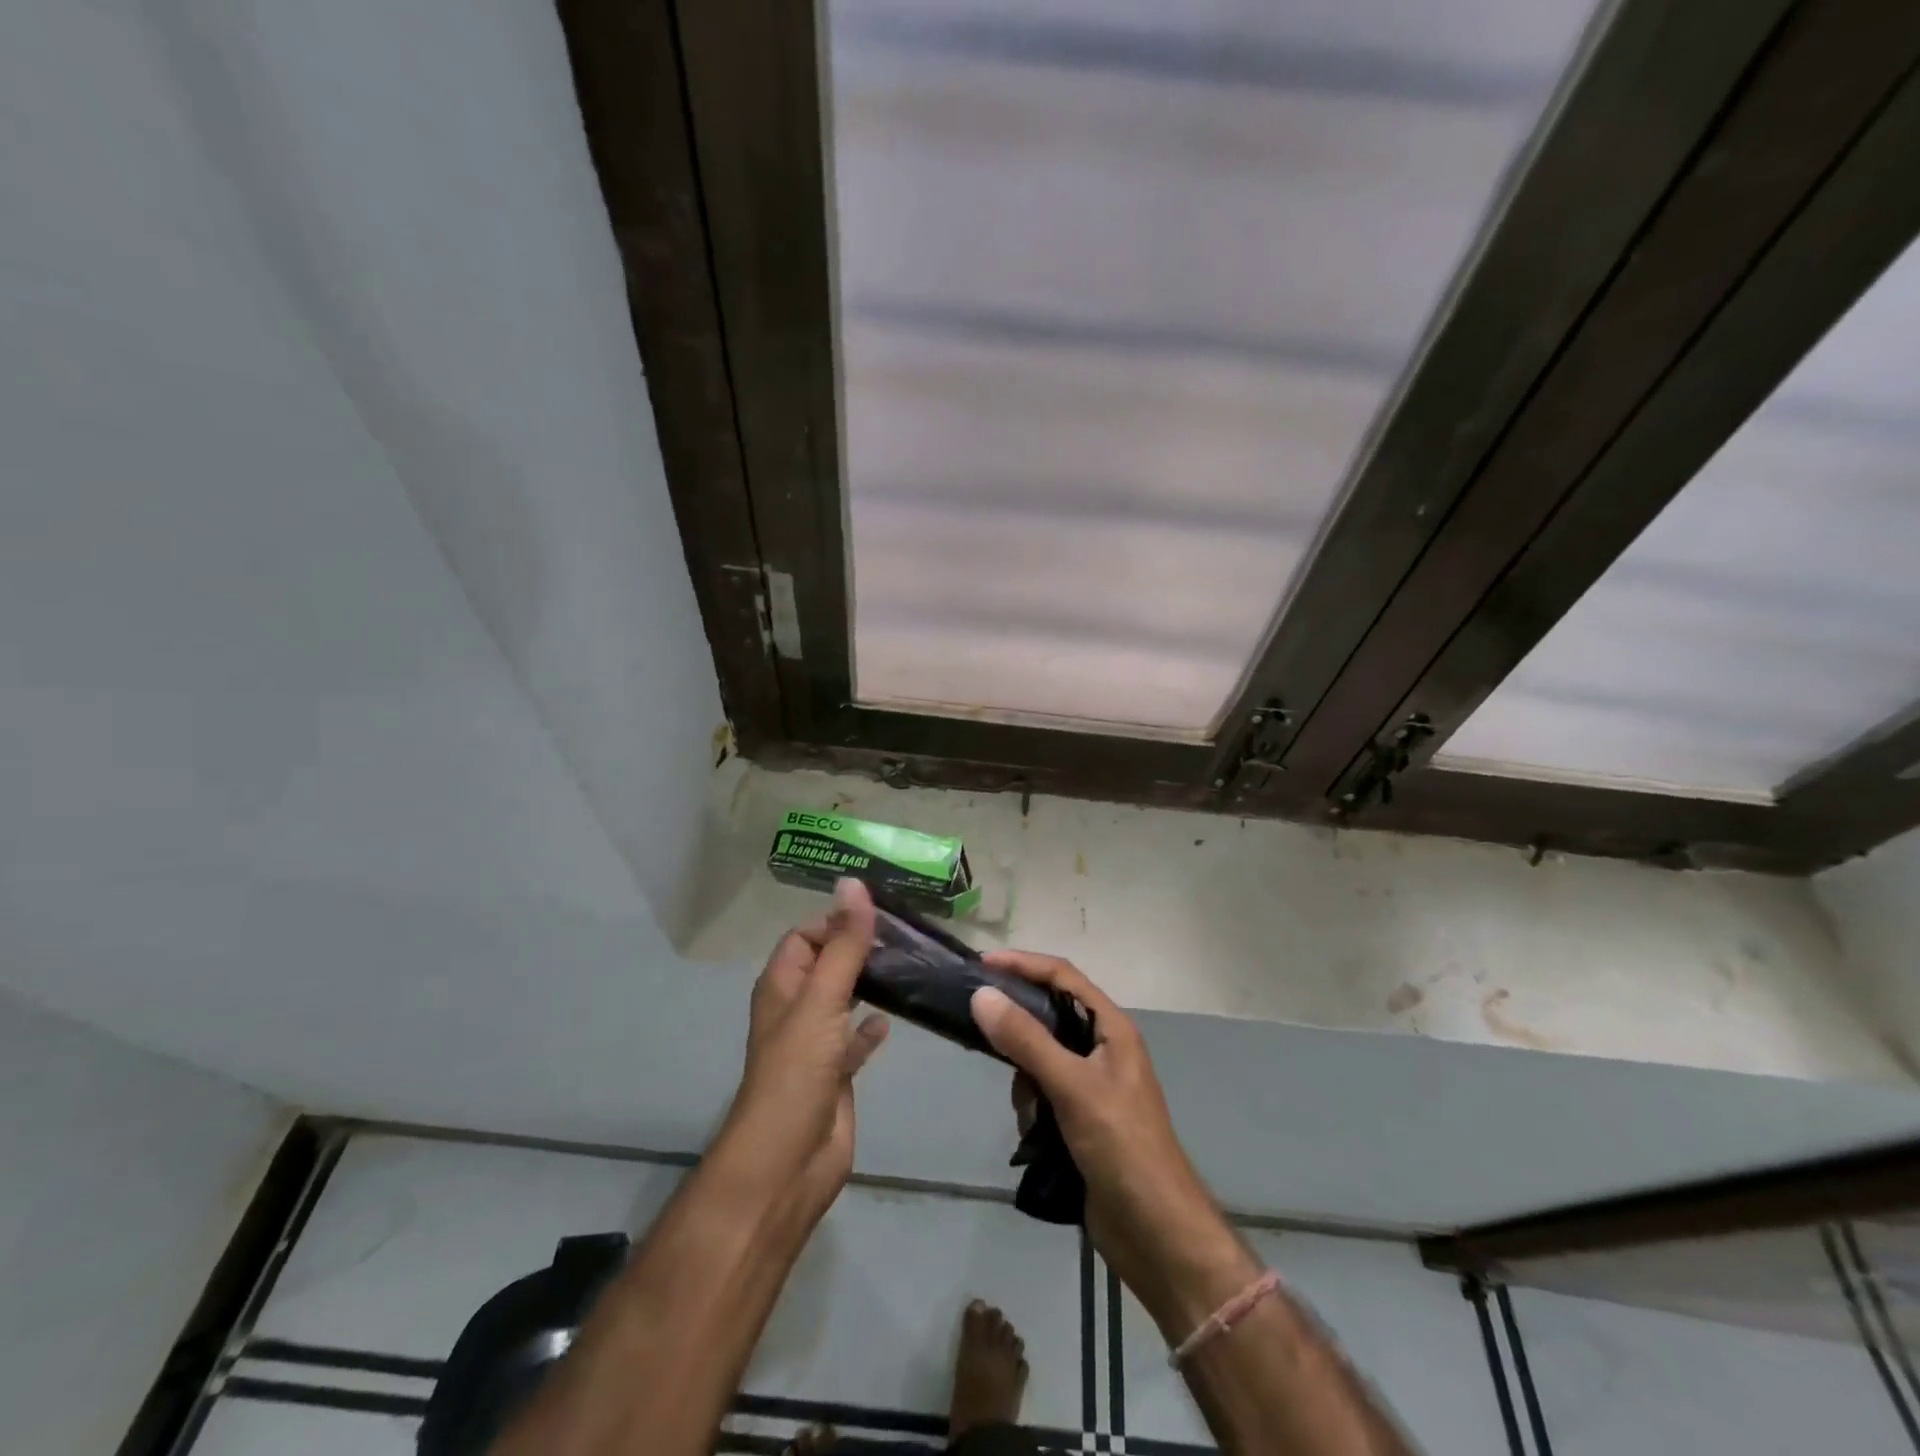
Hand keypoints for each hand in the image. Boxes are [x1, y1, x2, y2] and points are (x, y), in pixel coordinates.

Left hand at [717, 878, 888, 1224]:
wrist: (788, 1163)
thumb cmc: (797, 1072)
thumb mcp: (822, 1000)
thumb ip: (843, 944)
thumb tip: (853, 882)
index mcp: (782, 985)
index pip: (805, 935)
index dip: (836, 921)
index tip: (881, 916)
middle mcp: (796, 1008)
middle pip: (827, 964)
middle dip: (858, 948)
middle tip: (906, 937)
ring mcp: (816, 1043)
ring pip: (844, 999)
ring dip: (869, 983)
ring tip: (910, 966)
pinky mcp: (836, 1073)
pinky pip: (855, 1039)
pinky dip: (872, 1027)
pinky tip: (894, 1019)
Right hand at [971, 951, 1256, 1336]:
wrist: (1156, 1233)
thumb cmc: (1122, 1147)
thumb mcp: (1072, 1087)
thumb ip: (1026, 1040)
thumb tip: (982, 995)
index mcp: (1112, 1028)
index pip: (1063, 977)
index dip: (1024, 964)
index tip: (982, 965)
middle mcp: (1103, 1048)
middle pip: (1050, 1015)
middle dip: (1020, 1028)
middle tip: (982, 1032)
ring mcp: (1093, 1085)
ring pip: (1041, 1057)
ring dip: (1025, 1077)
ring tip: (1027, 1108)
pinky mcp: (1081, 1118)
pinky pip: (1043, 1092)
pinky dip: (1032, 1106)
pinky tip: (1033, 1133)